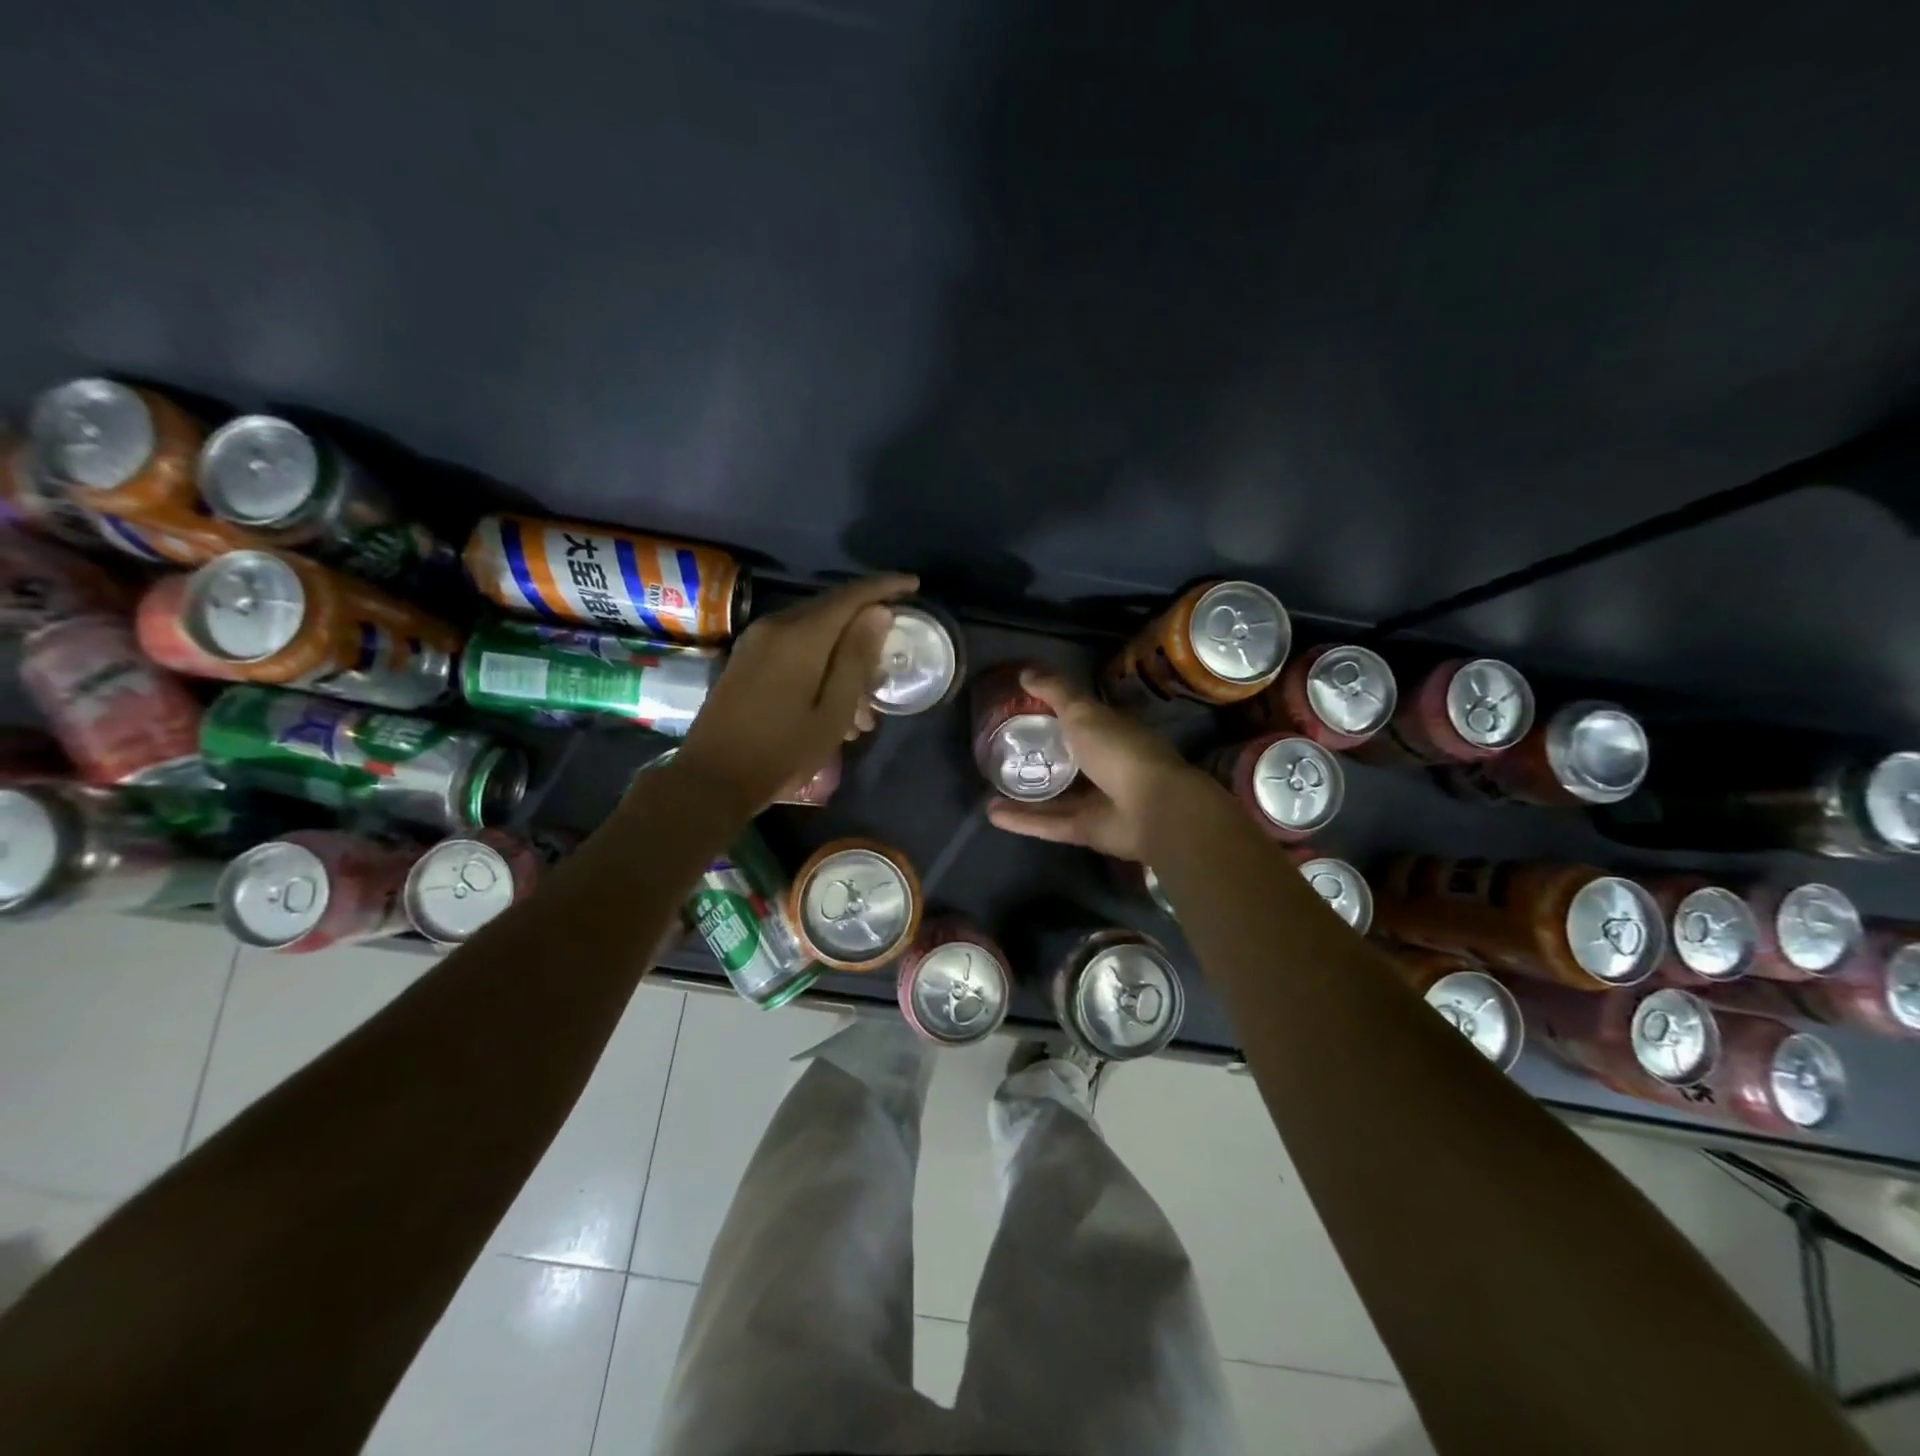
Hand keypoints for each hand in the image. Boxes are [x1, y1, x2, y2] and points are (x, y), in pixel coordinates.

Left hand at [674, 574, 918, 817]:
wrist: (712, 779)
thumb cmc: (781, 750)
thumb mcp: (833, 711)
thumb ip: (857, 658)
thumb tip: (879, 611)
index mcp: (800, 636)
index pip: (850, 596)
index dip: (885, 587)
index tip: (914, 585)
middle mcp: (775, 626)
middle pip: (832, 611)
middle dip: (865, 632)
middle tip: (889, 665)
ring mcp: (756, 641)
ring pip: (814, 633)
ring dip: (844, 658)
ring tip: (864, 710)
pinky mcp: (747, 659)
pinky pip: (794, 646)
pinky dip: (822, 664)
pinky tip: (834, 705)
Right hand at [984, 665, 1217, 860]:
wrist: (1152, 808)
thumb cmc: (1119, 750)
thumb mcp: (1083, 712)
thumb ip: (1055, 692)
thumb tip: (1025, 672)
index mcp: (1110, 733)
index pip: (1080, 721)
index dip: (1053, 716)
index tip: (1021, 712)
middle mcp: (1105, 767)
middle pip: (1066, 762)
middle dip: (1037, 758)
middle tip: (999, 753)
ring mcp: (1096, 801)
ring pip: (1053, 797)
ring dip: (1022, 793)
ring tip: (986, 787)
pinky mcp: (1085, 830)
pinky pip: (1048, 823)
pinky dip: (1021, 820)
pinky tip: (990, 813)